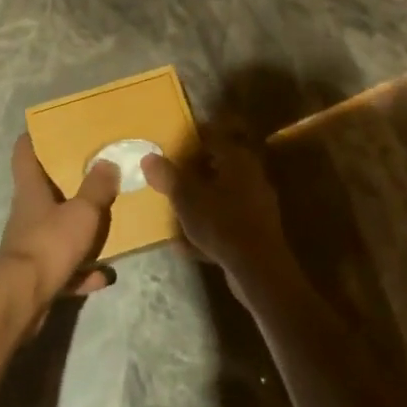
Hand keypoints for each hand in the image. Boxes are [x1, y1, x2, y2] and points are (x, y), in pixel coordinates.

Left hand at [0, 134, 119, 321]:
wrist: (23, 299)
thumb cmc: (49, 244)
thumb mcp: (81, 212)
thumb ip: (96, 188)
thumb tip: (107, 161)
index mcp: (31, 190)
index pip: (24, 153)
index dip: (33, 138)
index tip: (47, 128)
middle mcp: (27, 213)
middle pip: (42, 191)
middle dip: (65, 183)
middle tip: (92, 173)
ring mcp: (30, 245)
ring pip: (56, 230)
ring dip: (78, 231)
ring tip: (106, 226)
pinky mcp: (37, 275)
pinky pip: (64, 267)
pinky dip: (83, 270)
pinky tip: (105, 275)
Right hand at [141, 131, 296, 295]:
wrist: (258, 270)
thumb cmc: (221, 223)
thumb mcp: (186, 197)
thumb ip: (167, 175)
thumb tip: (148, 157)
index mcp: (237, 159)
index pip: (213, 135)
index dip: (192, 137)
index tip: (172, 141)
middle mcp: (250, 175)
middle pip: (218, 164)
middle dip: (193, 170)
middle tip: (170, 174)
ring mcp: (256, 204)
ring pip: (221, 193)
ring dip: (200, 198)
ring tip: (175, 207)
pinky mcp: (256, 230)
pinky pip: (226, 220)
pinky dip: (208, 225)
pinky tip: (186, 244)